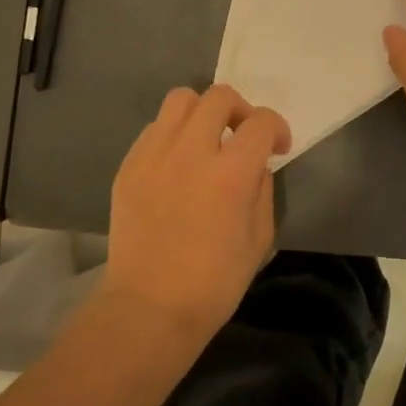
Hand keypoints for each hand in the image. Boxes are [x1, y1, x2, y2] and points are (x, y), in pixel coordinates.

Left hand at [102, 84, 291, 335]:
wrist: (148, 309)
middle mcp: (191, 152)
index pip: (261, 122)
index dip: (277, 128)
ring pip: (180, 100)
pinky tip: (177, 163)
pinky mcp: (128, 167)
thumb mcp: (260, 238)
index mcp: (230, 174)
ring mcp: (154, 156)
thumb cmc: (214, 283)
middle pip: (219, 97)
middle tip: (241, 135)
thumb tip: (255, 164)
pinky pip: (154, 129)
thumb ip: (262, 189)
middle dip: (240, 109)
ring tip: (205, 140)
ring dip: (201, 112)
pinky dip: (172, 135)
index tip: (277, 147)